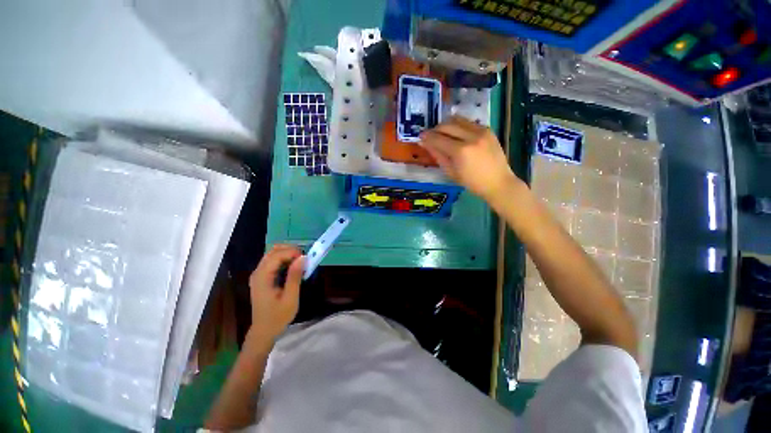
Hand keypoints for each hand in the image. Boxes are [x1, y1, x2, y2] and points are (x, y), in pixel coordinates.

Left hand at [248, 244, 304, 341]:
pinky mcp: (261, 277)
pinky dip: (284, 259)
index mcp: (263, 277)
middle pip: (273, 251)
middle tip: (304, 258)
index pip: (277, 255)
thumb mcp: (290, 298)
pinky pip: (272, 261)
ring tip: (300, 261)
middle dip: (290, 250)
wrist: (264, 331)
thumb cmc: (278, 316)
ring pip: (272, 254)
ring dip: (287, 253)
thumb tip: (303, 258)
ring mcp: (258, 274)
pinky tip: (293, 266)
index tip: (306, 258)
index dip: (292, 252)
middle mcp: (258, 272)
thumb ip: (294, 276)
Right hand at [420, 116, 521, 201]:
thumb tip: (425, 144)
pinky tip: (456, 134)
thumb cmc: (472, 183)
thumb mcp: (451, 172)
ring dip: (446, 125)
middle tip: (430, 136)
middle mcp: (471, 137)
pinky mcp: (487, 129)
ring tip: (442, 133)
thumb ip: (438, 156)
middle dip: (435, 129)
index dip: (427, 137)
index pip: (438, 139)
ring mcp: (481, 131)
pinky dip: (458, 126)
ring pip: (457, 119)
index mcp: (461, 151)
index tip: (420, 136)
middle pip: (447, 125)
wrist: (498, 182)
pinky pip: (468, 122)